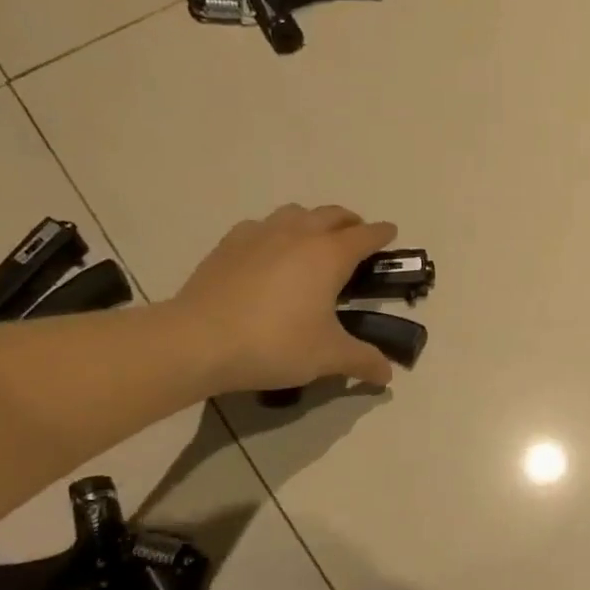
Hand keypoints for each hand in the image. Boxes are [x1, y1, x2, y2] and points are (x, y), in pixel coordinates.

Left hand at [165, 205, 398, 394]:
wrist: (198, 341)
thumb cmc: (274, 344)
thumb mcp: (327, 357)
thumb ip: (362, 361)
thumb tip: (387, 375)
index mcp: (329, 255)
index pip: (366, 235)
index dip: (382, 234)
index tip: (391, 233)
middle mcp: (298, 235)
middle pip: (332, 214)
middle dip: (350, 222)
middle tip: (357, 238)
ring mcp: (260, 234)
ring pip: (296, 213)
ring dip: (313, 221)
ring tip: (314, 242)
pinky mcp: (229, 244)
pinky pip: (261, 226)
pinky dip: (275, 232)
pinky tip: (269, 253)